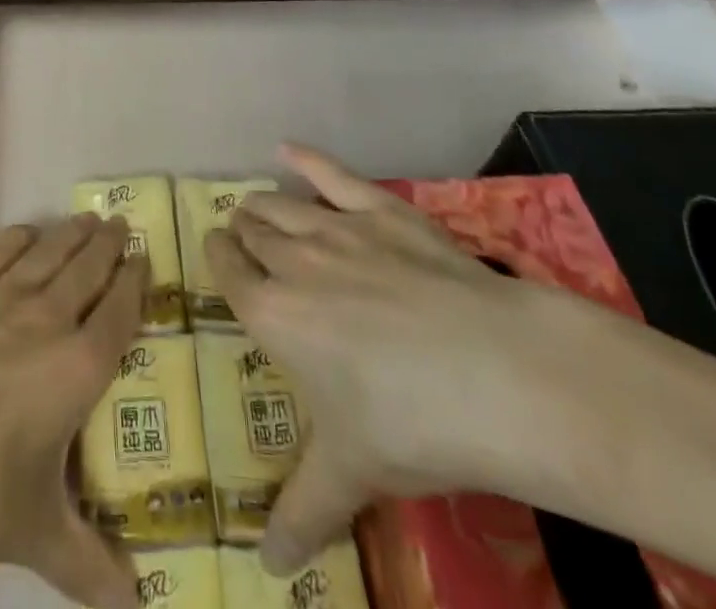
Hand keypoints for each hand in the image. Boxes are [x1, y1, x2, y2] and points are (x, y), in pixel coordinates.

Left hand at [0, 214, 146, 608]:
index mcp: (76, 369)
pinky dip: (18, 236)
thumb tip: (133, 606)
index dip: (135, 283)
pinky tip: (26, 232)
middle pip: (87, 268)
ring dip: (71, 233)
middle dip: (107, 245)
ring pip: (48, 252)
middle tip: (120, 225)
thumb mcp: (32, 535)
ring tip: (87, 218)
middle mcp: (46, 319)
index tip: (144, 260)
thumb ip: (86, 564)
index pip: (119, 313)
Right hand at [206, 144, 593, 574]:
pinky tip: (288, 149)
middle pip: (251, 230)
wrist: (495, 374)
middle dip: (242, 232)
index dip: (220, 259)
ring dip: (263, 204)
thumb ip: (300, 513)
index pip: (227, 271)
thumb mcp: (351, 474)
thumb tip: (265, 570)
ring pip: (281, 204)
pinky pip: (332, 174)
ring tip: (257, 207)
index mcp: (272, 315)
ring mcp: (337, 229)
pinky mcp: (381, 209)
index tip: (221, 257)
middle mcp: (292, 260)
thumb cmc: (411, 426)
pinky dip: (306, 159)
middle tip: (246, 241)